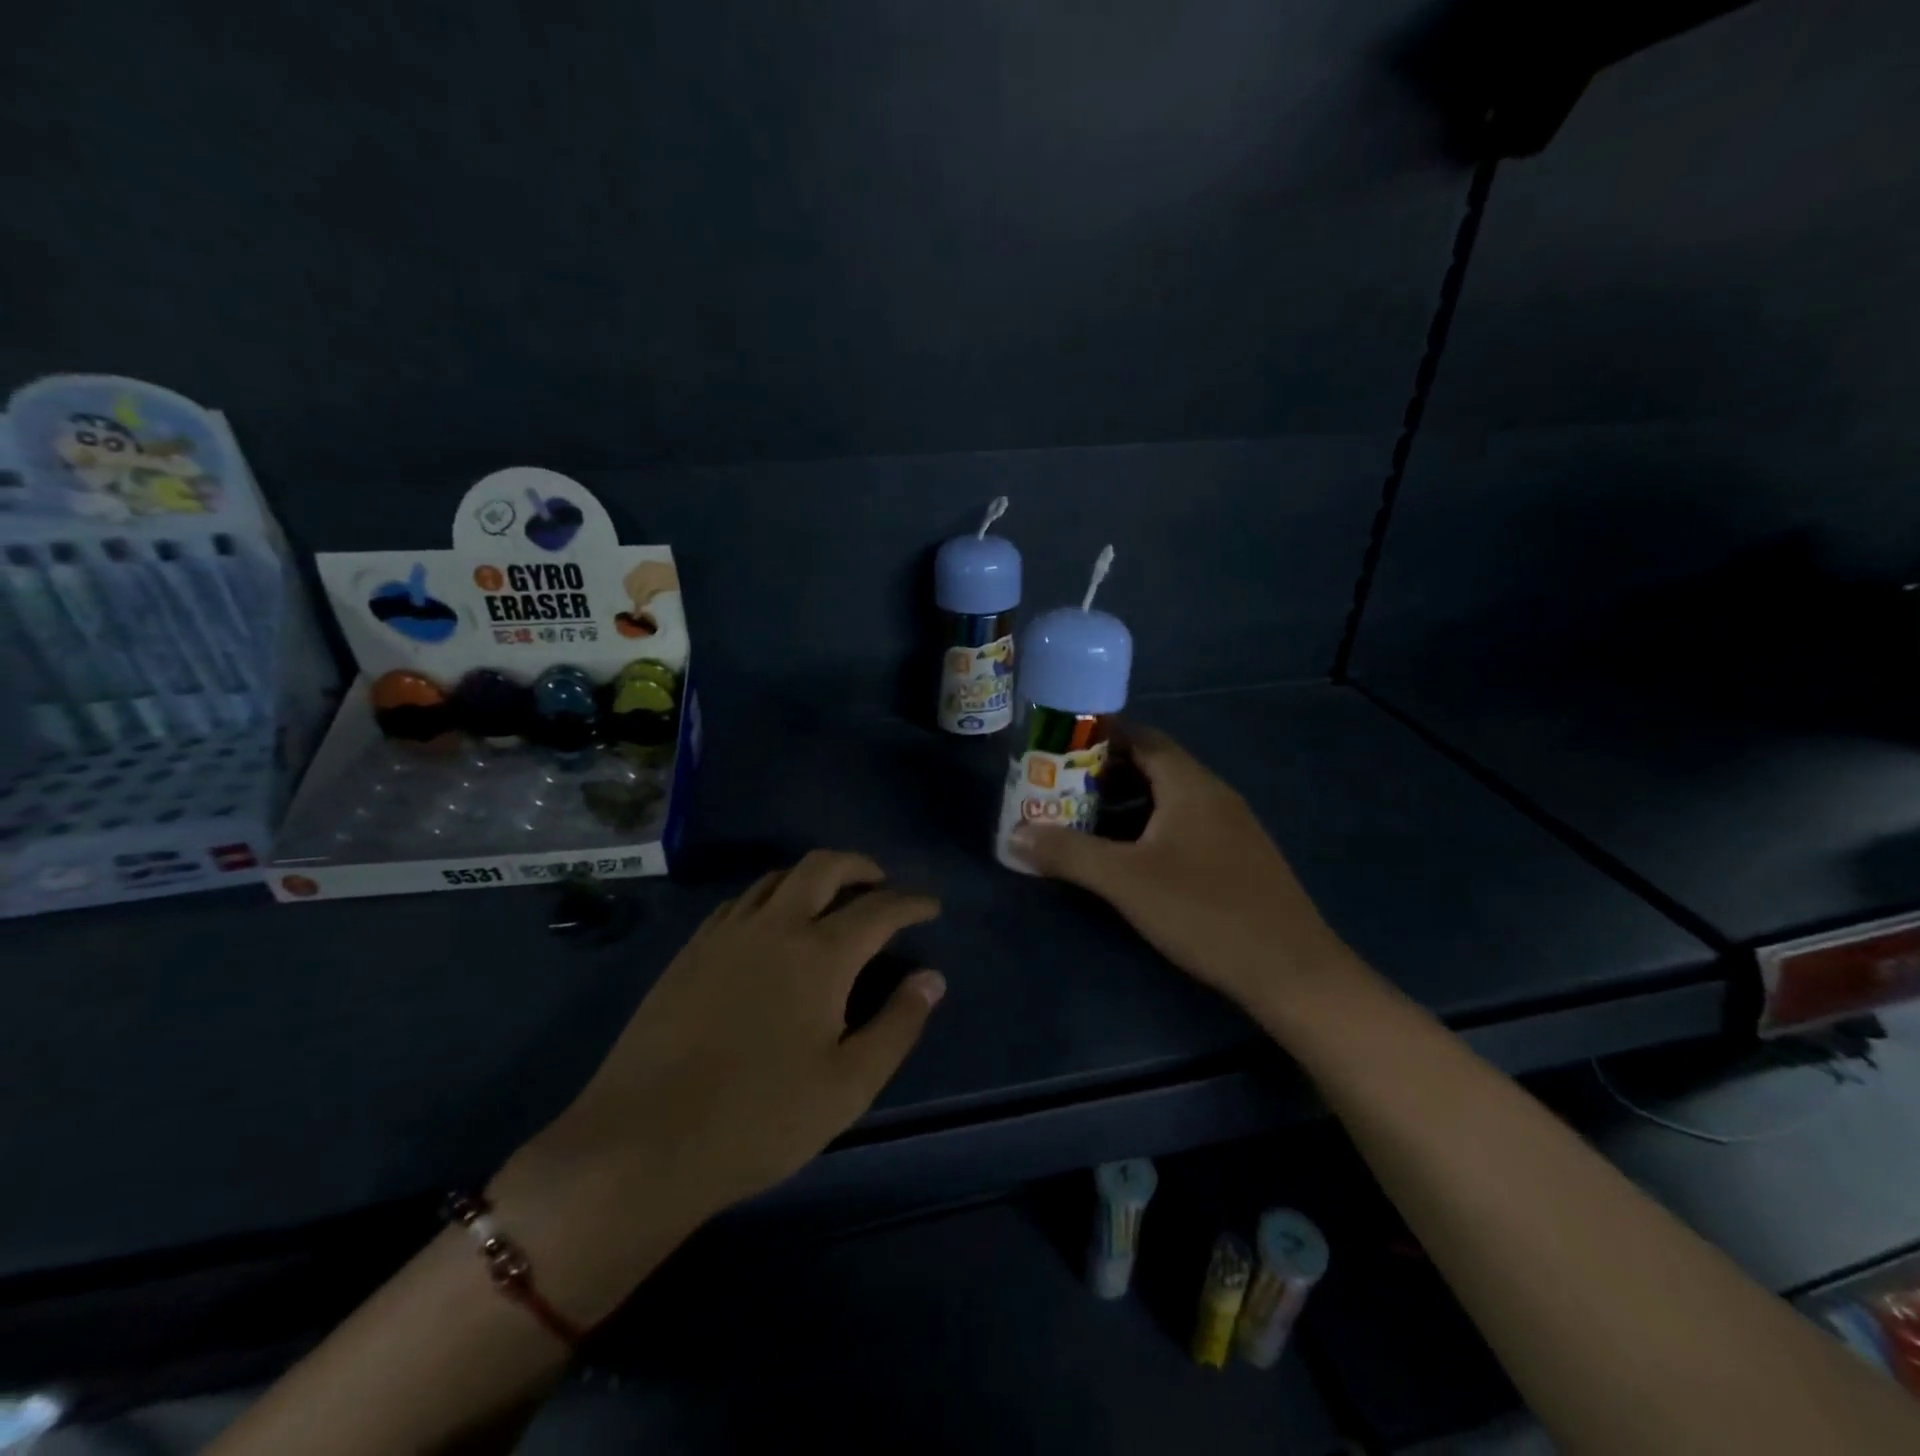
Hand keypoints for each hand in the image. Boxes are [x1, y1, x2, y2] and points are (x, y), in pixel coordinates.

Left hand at [521, 851, 945, 1220]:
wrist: (643, 1144)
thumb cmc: (760, 1119)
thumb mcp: (848, 1084)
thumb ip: (897, 1025)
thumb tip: (932, 978)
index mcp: (819, 953)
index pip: (879, 909)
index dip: (911, 903)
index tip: (930, 906)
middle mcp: (773, 926)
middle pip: (822, 866)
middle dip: (859, 866)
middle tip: (880, 884)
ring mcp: (725, 935)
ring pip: (777, 878)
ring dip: (812, 877)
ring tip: (830, 901)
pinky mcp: (690, 952)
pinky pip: (739, 902)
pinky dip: (770, 897)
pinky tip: (770, 926)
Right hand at [1009, 725, 1351, 1017]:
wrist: (1292, 971)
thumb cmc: (1205, 912)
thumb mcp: (1126, 881)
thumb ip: (1068, 854)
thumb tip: (1015, 835)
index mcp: (1190, 785)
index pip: (1141, 737)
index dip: (1098, 736)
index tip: (1057, 746)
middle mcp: (1213, 794)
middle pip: (1152, 766)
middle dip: (1103, 774)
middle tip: (1058, 788)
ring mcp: (1229, 827)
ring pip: (1167, 799)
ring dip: (1123, 804)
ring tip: (1081, 822)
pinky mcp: (1235, 857)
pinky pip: (1182, 825)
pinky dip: (1147, 828)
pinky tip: (1126, 859)